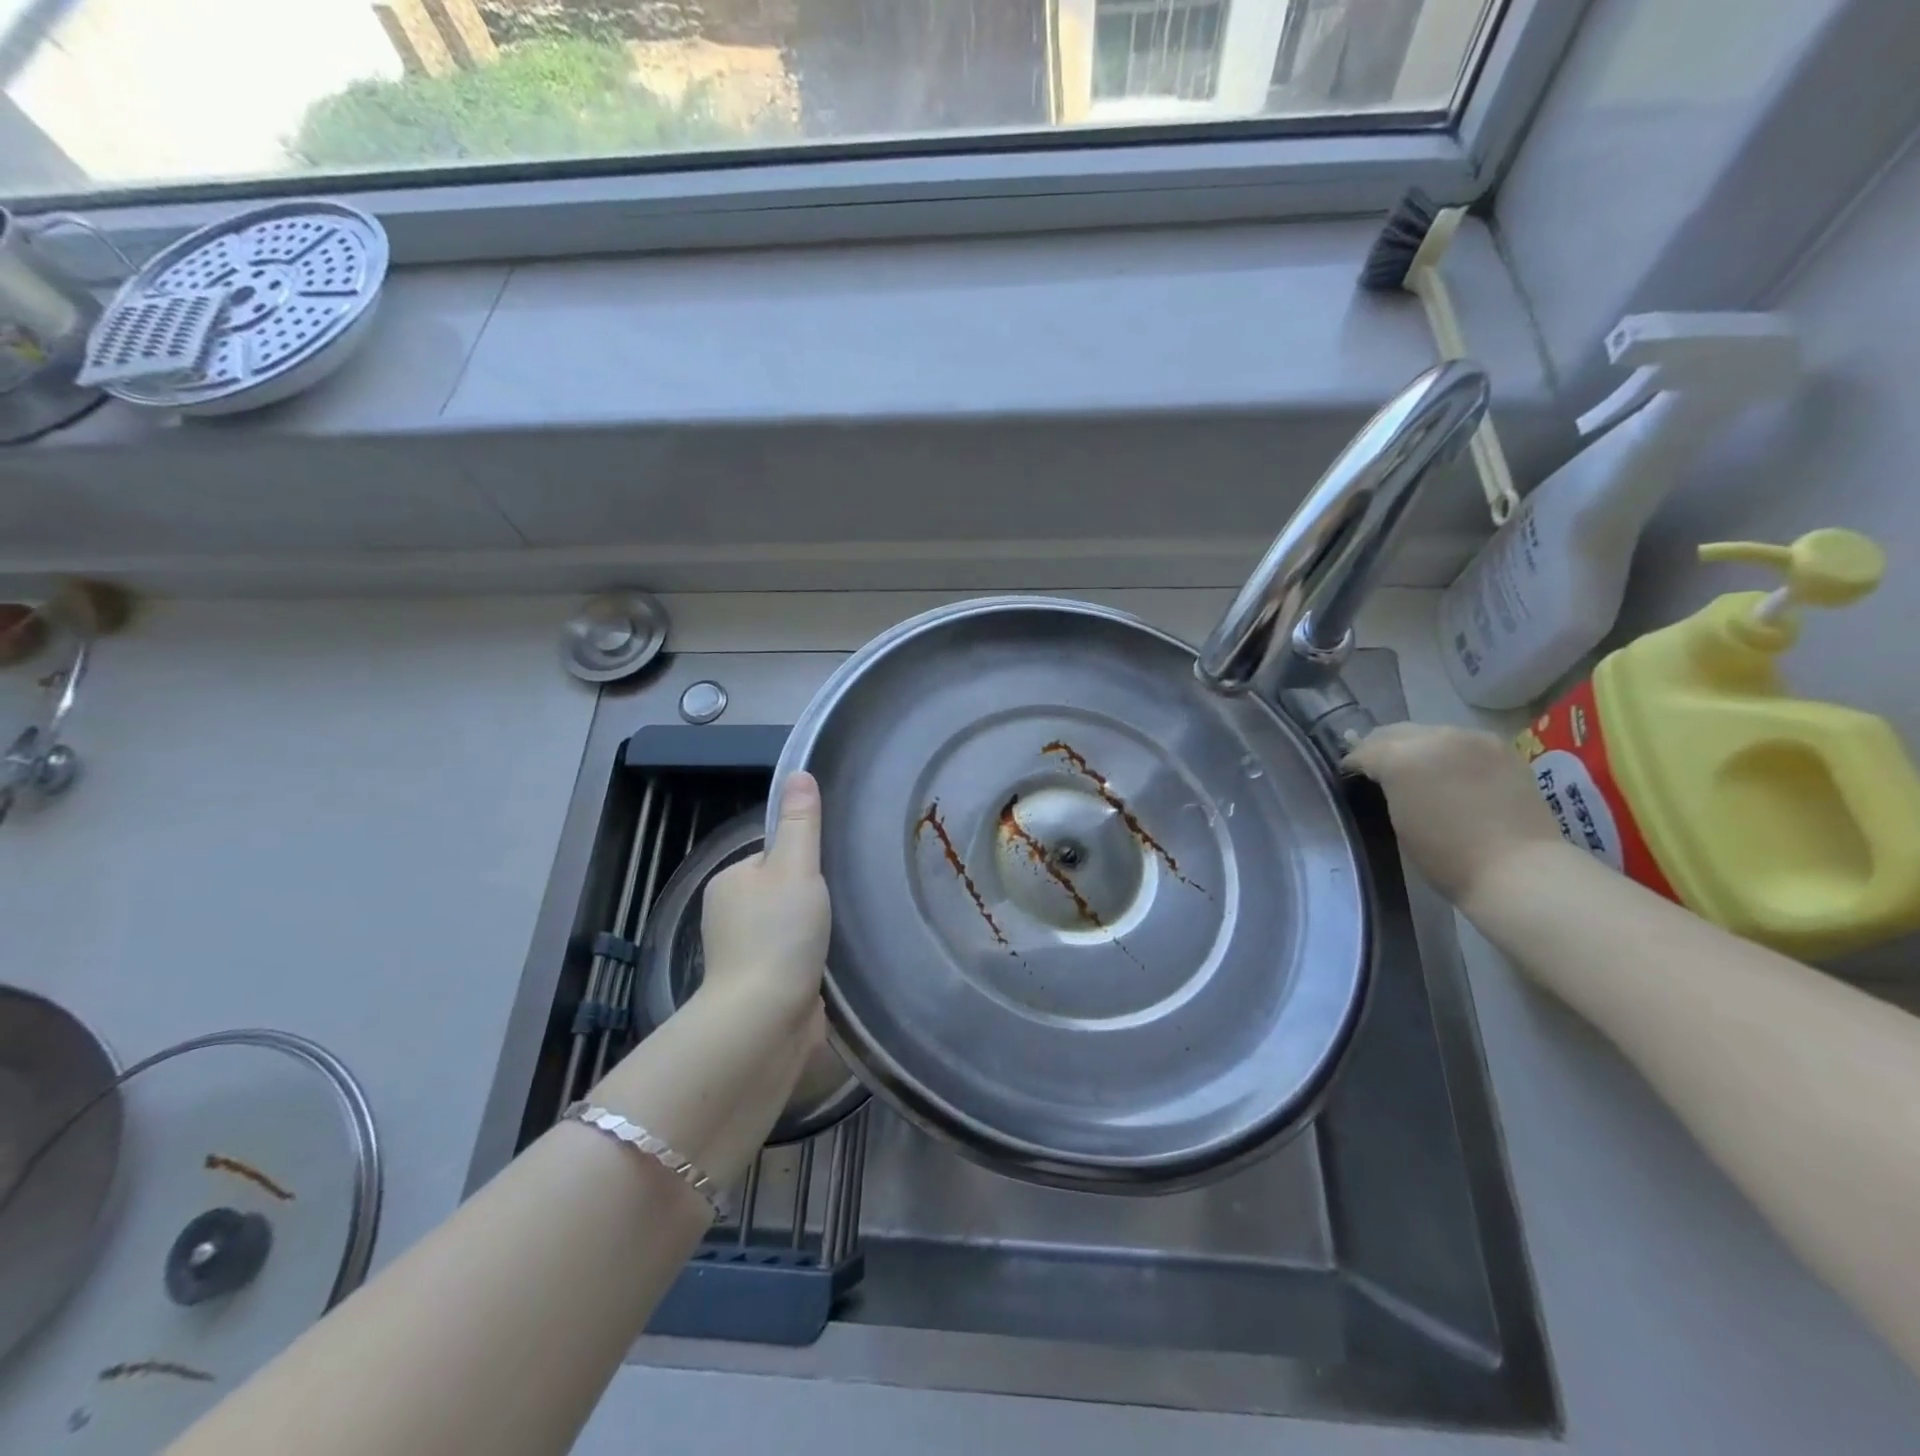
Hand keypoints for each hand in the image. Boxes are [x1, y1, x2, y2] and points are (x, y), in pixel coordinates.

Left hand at [700, 772, 830, 1017]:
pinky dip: (812, 959)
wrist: (765, 1021)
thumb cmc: (778, 934)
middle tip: (844, 901)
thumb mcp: (795, 867)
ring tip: (843, 932)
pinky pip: (794, 959)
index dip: (803, 860)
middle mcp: (729, 916)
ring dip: (814, 931)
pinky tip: (834, 962)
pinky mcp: (762, 987)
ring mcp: (743, 955)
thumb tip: (799, 773)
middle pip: (782, 892)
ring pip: (789, 927)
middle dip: (811, 898)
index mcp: (729, 882)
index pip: (772, 856)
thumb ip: (801, 823)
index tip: (830, 871)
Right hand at [1345, 723, 1565, 907]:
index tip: (1350, 777)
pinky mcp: (1501, 748)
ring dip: (1417, 748)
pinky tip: (1449, 773)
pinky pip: (1460, 741)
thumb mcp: (1398, 820)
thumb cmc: (1446, 856)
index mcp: (1401, 757)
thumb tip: (1383, 776)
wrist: (1518, 869)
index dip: (1353, 764)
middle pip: (1395, 732)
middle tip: (1378, 770)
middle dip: (1382, 748)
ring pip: (1429, 733)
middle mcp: (1435, 737)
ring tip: (1417, 771)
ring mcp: (1472, 738)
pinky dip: (1448, 753)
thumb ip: (1387, 787)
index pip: (1364, 750)